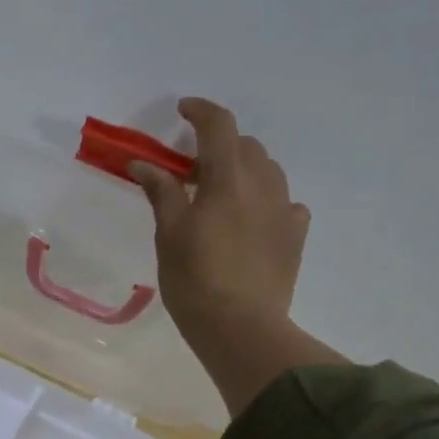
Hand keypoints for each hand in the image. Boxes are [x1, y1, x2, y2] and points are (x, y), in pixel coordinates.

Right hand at [130, 98, 343, 414]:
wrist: (240, 327)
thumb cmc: (194, 278)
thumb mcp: (170, 233)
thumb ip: (161, 192)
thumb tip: (143, 163)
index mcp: (228, 179)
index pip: (219, 126)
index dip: (201, 111)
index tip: (183, 111)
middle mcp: (263, 185)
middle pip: (246, 146)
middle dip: (220, 145)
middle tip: (192, 168)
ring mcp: (284, 210)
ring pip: (268, 171)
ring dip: (244, 169)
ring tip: (221, 192)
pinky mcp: (295, 236)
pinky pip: (285, 203)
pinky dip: (265, 199)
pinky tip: (251, 220)